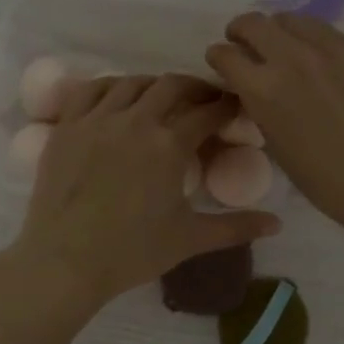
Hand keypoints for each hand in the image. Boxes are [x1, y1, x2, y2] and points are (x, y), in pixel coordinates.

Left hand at [11, 73, 280, 304]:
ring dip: (155, 86)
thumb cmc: (132, 252)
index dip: (227, 106)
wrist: (65, 261)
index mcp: (169, 145)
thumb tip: (278, 224)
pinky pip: (91, 90)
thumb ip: (236, 227)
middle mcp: (135, 120)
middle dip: (196, 88)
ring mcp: (97, 119)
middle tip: (205, 101)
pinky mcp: (67, 126)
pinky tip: (119, 98)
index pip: (208, 112)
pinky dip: (111, 86)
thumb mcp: (190, 239)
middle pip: (173, 86)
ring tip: (163, 99)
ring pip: (133, 83)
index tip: (236, 108)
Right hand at [207, 13, 343, 234]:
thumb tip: (252, 86)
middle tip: (244, 44)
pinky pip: (324, 31)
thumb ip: (258, 105)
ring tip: (282, 46)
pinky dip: (310, 39)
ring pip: (290, 19)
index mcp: (263, 89)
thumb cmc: (322, 177)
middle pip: (253, 24)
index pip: (226, 55)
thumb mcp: (274, 142)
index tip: (221, 62)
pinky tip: (317, 57)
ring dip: (277, 31)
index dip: (218, 57)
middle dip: (241, 32)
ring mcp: (328, 49)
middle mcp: (291, 58)